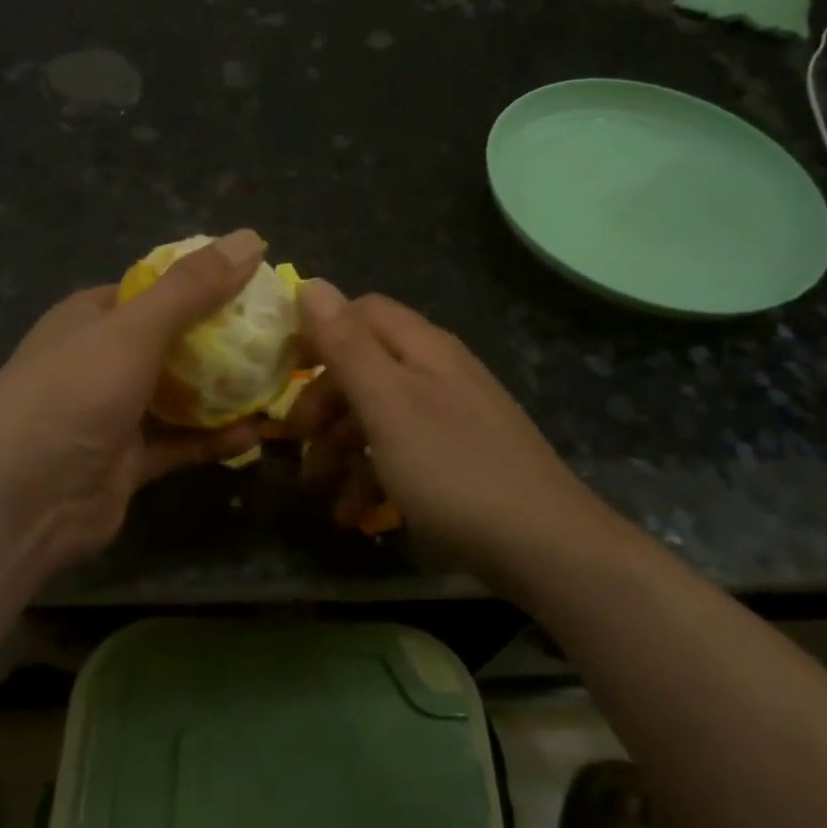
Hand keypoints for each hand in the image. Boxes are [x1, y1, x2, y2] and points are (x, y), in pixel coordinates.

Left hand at [0, 231, 268, 568]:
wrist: (19, 502)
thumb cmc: (72, 394)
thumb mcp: (134, 330)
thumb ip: (192, 288)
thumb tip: (251, 238)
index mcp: (92, 318)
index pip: (155, 288)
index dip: (205, 283)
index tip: (259, 286)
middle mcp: (102, 360)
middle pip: (174, 341)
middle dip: (225, 338)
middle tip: (282, 334)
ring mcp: (115, 414)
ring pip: (180, 394)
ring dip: (225, 390)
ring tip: (281, 378)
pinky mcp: (129, 462)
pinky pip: (181, 443)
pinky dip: (215, 438)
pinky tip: (259, 430)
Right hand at [286, 280, 609, 571]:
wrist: (544, 545)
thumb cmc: (452, 468)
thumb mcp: (387, 404)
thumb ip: (347, 345)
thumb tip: (311, 282)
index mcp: (423, 348)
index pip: (362, 313)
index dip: (321, 332)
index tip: (282, 368)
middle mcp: (439, 373)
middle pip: (367, 366)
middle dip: (324, 401)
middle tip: (294, 439)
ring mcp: (453, 417)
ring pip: (381, 415)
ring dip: (342, 446)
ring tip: (317, 487)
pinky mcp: (461, 460)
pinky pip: (405, 454)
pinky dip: (374, 477)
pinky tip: (354, 514)